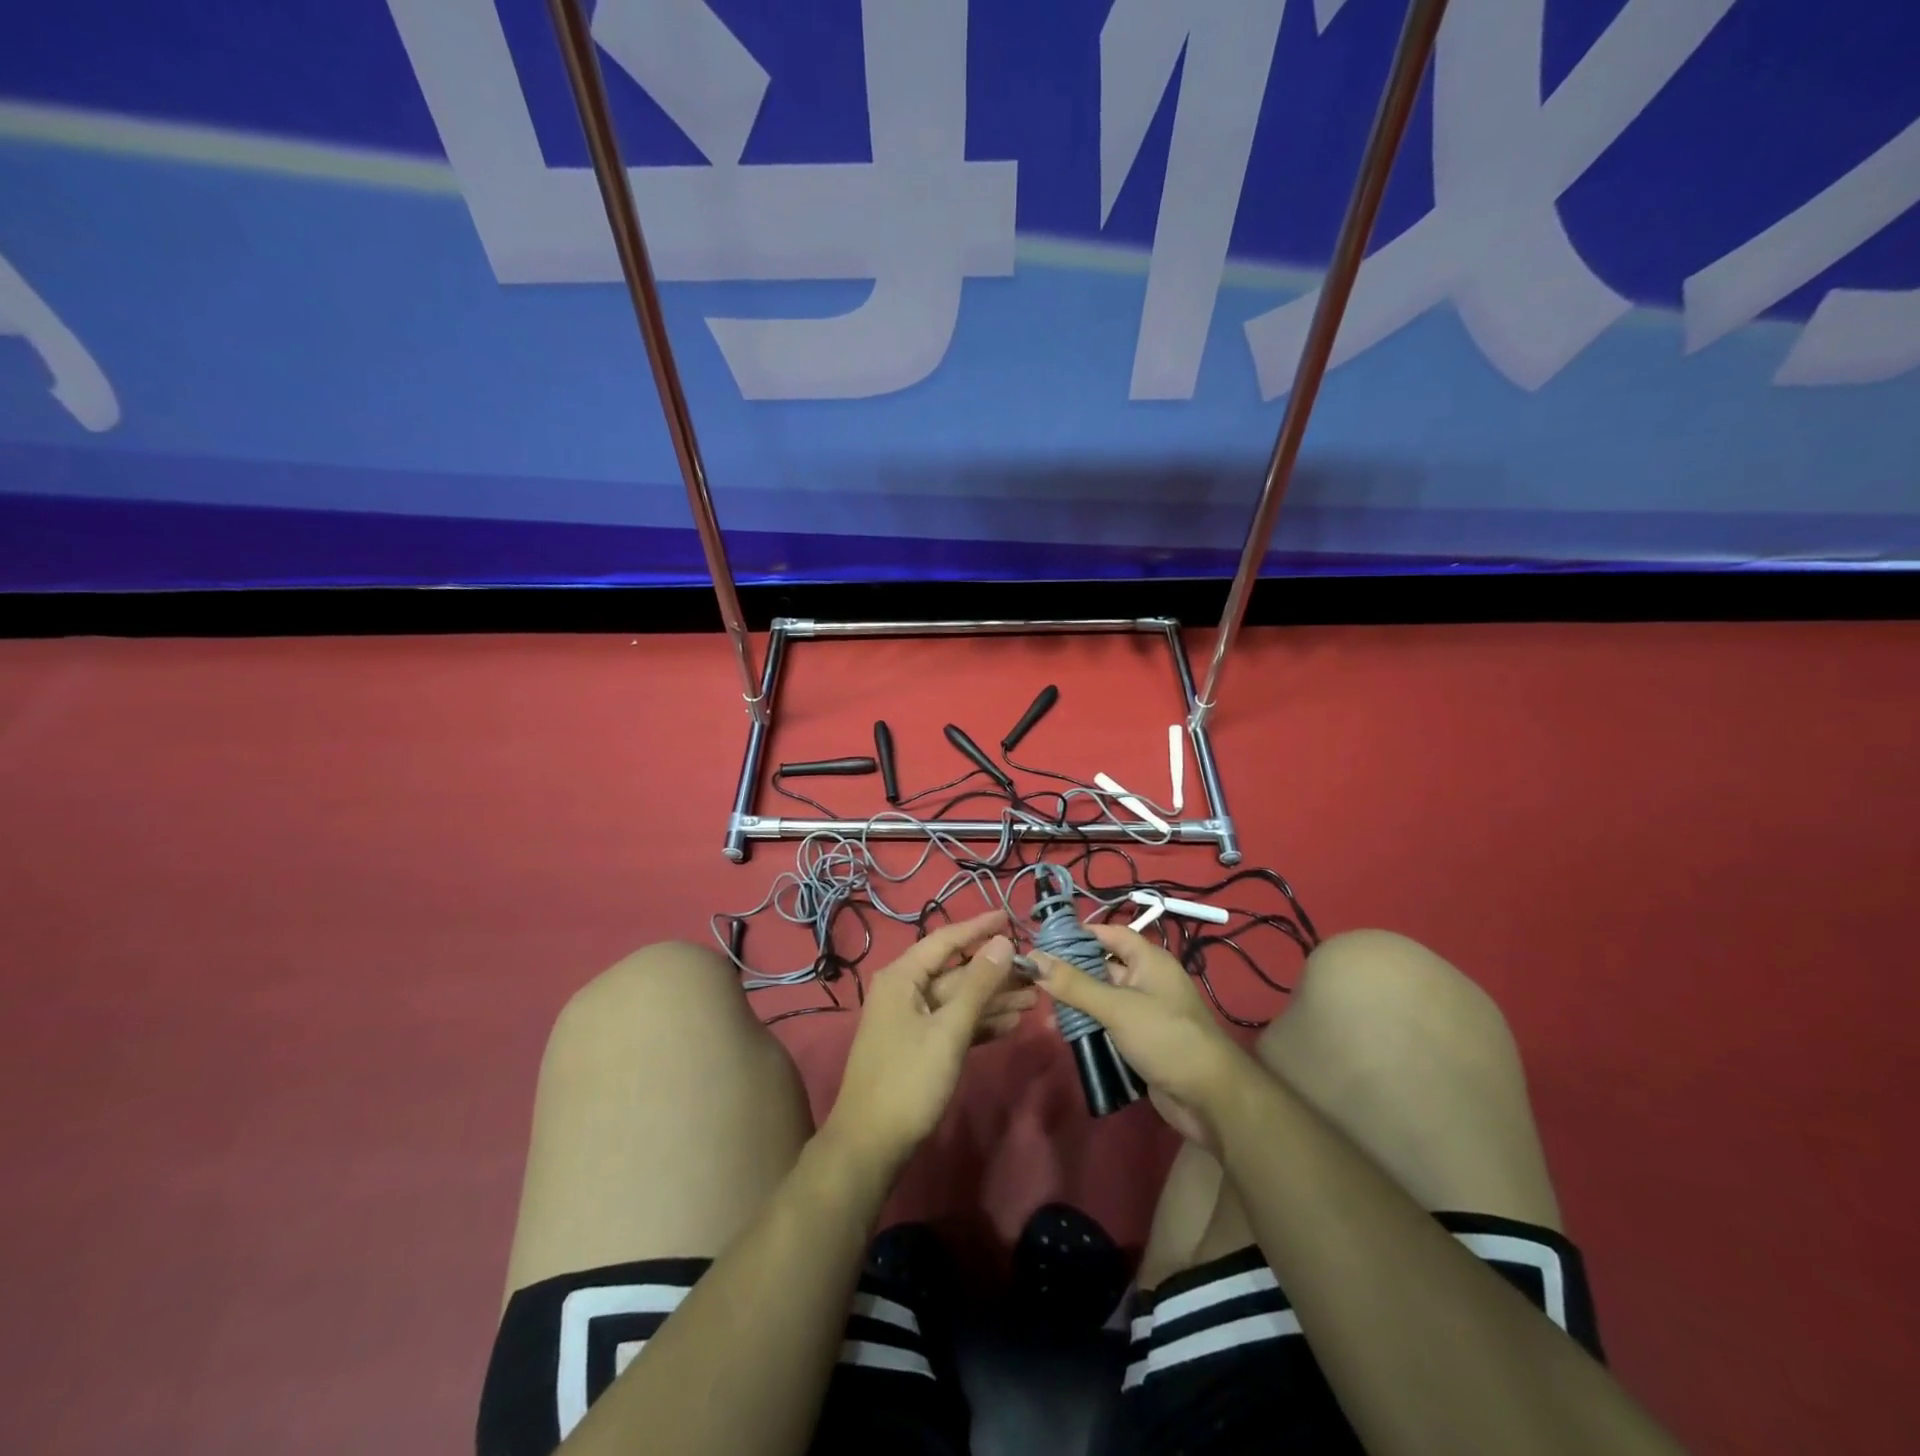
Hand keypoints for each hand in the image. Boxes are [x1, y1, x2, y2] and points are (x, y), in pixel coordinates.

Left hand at [823, 910, 1024, 1171]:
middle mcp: (904, 991)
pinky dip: (980, 1023)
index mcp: (903, 977)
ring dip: (994, 999)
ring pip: (958, 1000)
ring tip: (1034, 998)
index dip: (979, 928)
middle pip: (956, 972)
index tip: (1010, 917)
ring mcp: (911, 1021)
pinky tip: (1011, 1024)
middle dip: (995, 972)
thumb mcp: (949, 1029)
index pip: (946, 940)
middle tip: (1036, 971)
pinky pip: (954, 1024)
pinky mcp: (919, 1047)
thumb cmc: (908, 1080)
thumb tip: (1003, 941)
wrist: (871, 1145)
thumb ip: (978, 985)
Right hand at [1030, 924, 1249, 1150]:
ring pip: (1104, 998)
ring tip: (1041, 1006)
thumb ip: (1074, 984)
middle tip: (1035, 976)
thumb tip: (1034, 957)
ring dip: (1078, 1002)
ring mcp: (1146, 1012)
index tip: (1046, 940)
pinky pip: (1109, 1025)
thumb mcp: (1116, 1007)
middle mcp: (1148, 981)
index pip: (1111, 934)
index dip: (1081, 934)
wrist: (1210, 1098)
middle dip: (1072, 971)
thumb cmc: (1166, 1037)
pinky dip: (1089, 1027)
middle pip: (1104, 966)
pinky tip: (1064, 1033)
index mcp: (1149, 961)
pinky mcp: (1142, 1041)